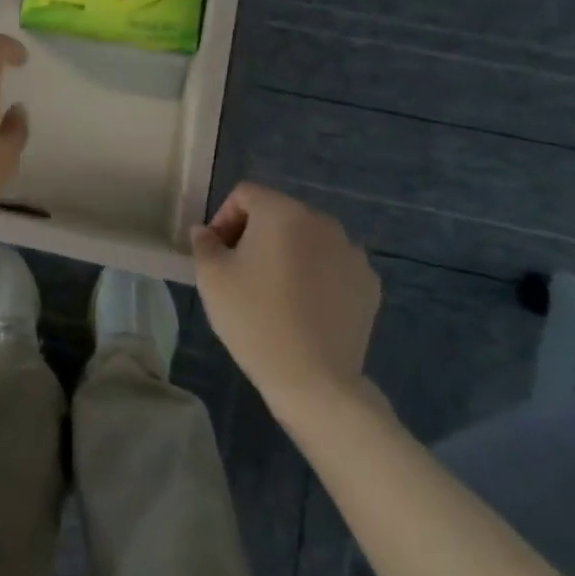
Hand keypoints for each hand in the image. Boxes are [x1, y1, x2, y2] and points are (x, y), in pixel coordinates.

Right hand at [191, 183, 381, 423]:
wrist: (314, 381)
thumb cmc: (254, 318)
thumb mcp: (212, 277)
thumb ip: (204, 244)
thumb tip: (206, 233)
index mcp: (282, 211)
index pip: (246, 195)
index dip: (224, 218)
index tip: (216, 253)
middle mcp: (322, 222)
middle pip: (279, 214)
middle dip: (256, 235)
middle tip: (240, 271)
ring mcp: (352, 254)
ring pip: (308, 240)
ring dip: (288, 254)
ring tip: (274, 291)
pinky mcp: (370, 286)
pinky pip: (333, 267)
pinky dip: (316, 276)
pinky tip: (304, 308)